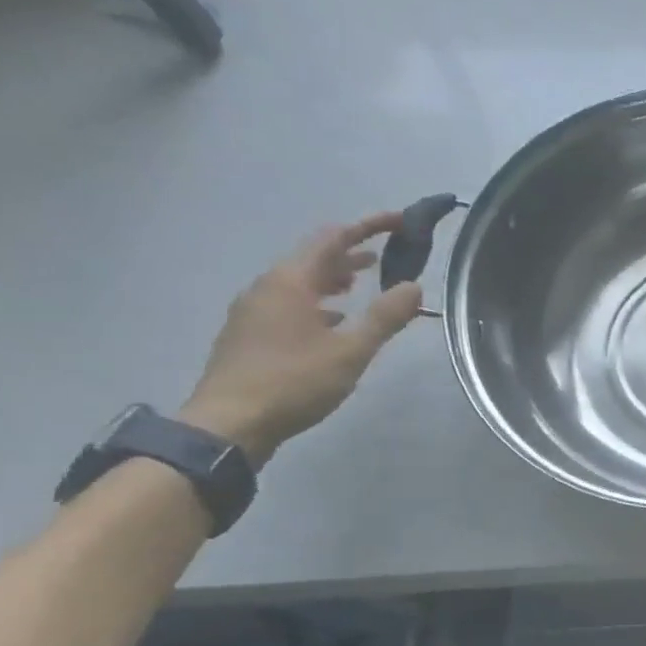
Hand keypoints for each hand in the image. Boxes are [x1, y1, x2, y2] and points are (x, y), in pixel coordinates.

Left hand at [180, 213, 423, 464]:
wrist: (230, 423)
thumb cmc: (294, 381)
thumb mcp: (350, 351)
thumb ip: (384, 317)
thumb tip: (414, 287)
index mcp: (290, 282)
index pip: (332, 239)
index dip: (367, 226)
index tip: (399, 221)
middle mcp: (267, 287)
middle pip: (313, 258)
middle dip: (351, 252)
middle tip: (388, 254)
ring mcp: (254, 311)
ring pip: (301, 282)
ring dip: (334, 278)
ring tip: (362, 283)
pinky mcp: (251, 334)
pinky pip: (291, 304)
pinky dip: (318, 302)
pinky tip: (333, 322)